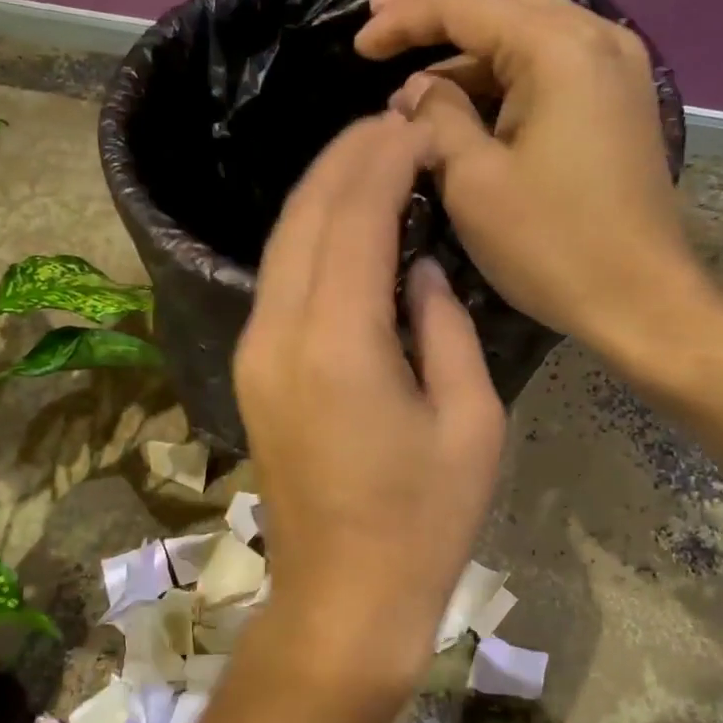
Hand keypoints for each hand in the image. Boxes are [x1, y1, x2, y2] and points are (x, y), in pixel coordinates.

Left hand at [233, 114, 505, 704]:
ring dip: (324, 192)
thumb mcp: (470, 420)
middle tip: (395, 126)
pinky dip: (310, 238)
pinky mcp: (253, 372)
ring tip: (372, 160)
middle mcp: (279, 332)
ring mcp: (255, 352)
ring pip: (282, 243)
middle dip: (347, 159)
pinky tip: (345, 227)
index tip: (419, 126)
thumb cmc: (423, 521)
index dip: (385, 159)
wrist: (344, 597)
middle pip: (305, 214)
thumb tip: (419, 268)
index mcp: (337, 341)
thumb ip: (444, 326)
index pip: (354, 214)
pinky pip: (278, 280)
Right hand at [355, 0, 722, 359]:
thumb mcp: (474, 183)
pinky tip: (461, 94)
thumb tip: (416, 90)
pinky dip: (498, 69)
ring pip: (526, 23)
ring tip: (409, 66)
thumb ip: (437, 120)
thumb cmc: (551, 246)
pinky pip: (546, 60)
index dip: (404, 18)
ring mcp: (613, 65)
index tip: (357, 43)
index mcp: (559, 49)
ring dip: (466, 39)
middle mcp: (595, 36)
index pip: (467, 3)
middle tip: (379, 16)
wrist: (640, 299)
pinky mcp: (613, 99)